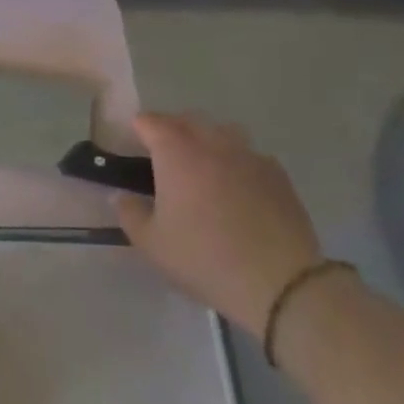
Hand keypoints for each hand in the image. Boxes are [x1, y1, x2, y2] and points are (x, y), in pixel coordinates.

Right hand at [113, 112, 323, 334]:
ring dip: (206, 139)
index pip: (152, 123)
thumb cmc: (203, 258)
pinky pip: (250, 155)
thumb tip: (124, 196)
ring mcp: (251, 158)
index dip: (138, 128)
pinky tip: (234, 185)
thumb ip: (130, 212)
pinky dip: (235, 160)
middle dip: (170, 129)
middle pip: (188, 121)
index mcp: (177, 155)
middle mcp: (214, 146)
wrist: (279, 283)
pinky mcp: (279, 177)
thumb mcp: (150, 242)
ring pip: (223, 132)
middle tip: (160, 152)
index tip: (130, 142)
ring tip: (199, 163)